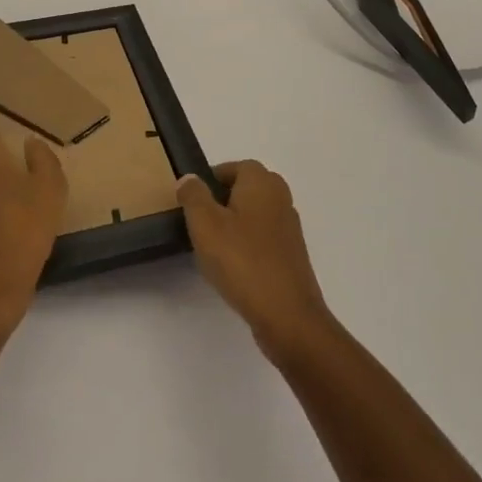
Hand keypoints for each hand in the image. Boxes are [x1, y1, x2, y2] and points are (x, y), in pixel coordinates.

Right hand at [176, 161, 332, 359]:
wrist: (287, 314)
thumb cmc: (242, 261)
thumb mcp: (205, 224)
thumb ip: (193, 195)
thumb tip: (190, 178)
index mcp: (261, 182)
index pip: (233, 167)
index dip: (210, 180)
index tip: (191, 201)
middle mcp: (280, 197)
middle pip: (245, 189)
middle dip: (221, 201)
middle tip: (199, 222)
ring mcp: (289, 226)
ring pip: (254, 214)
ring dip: (234, 224)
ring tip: (211, 247)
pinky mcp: (291, 254)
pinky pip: (263, 238)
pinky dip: (247, 244)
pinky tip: (232, 267)